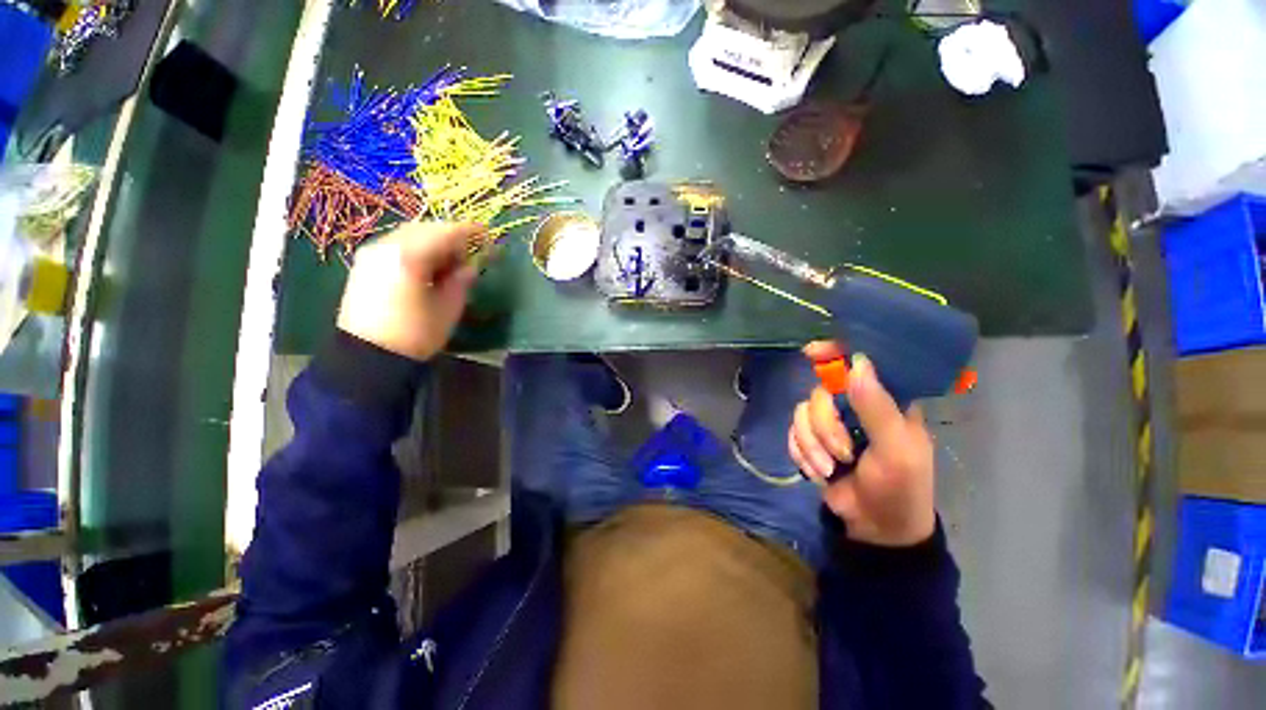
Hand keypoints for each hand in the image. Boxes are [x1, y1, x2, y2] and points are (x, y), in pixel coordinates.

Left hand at [336, 222, 481, 361]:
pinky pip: (395, 246)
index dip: (468, 232)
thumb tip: (470, 267)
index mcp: (409, 257)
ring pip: (408, 235)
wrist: (368, 357)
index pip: (445, 233)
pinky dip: (415, 249)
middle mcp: (386, 247)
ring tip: (447, 264)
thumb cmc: (416, 334)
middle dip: (449, 237)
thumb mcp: (449, 308)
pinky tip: (425, 268)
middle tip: (467, 255)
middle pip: (424, 229)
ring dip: (431, 243)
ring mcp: (371, 254)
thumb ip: (461, 281)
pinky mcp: (363, 264)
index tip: (486, 233)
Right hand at [789, 342, 936, 546]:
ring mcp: (830, 423)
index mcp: (884, 401)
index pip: (859, 363)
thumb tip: (857, 364)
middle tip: (842, 453)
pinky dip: (801, 452)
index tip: (812, 353)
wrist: (875, 527)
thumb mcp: (896, 450)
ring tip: (829, 469)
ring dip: (812, 445)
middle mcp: (854, 405)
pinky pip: (792, 432)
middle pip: (820, 392)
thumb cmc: (900, 488)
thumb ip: (877, 408)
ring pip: (802, 413)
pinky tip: (816, 471)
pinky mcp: (812, 440)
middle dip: (825, 426)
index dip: (836, 353)